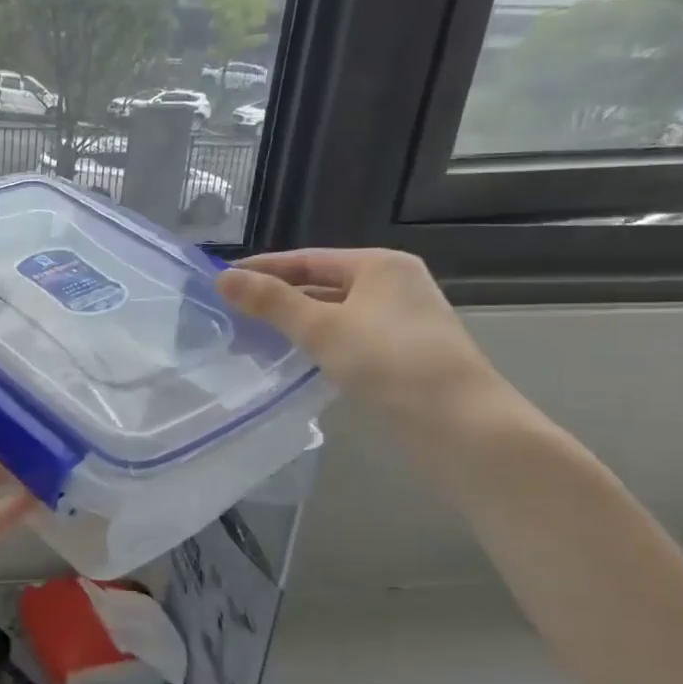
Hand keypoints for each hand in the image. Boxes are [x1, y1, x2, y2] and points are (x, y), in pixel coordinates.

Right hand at [216, 249, 504, 432]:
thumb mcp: (321, 328)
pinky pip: (347, 337)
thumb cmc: (389, 363)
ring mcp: (401, 321)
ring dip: (295, 322)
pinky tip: (292, 359)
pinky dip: (317, 343)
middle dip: (277, 297)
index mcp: (380, 266)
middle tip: (230, 311)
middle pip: (321, 283)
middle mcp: (394, 285)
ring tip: (251, 335)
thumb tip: (222, 277)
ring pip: (334, 313)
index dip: (263, 268)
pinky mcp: (402, 354)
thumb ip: (271, 302)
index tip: (222, 280)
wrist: (460, 425)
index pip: (308, 258)